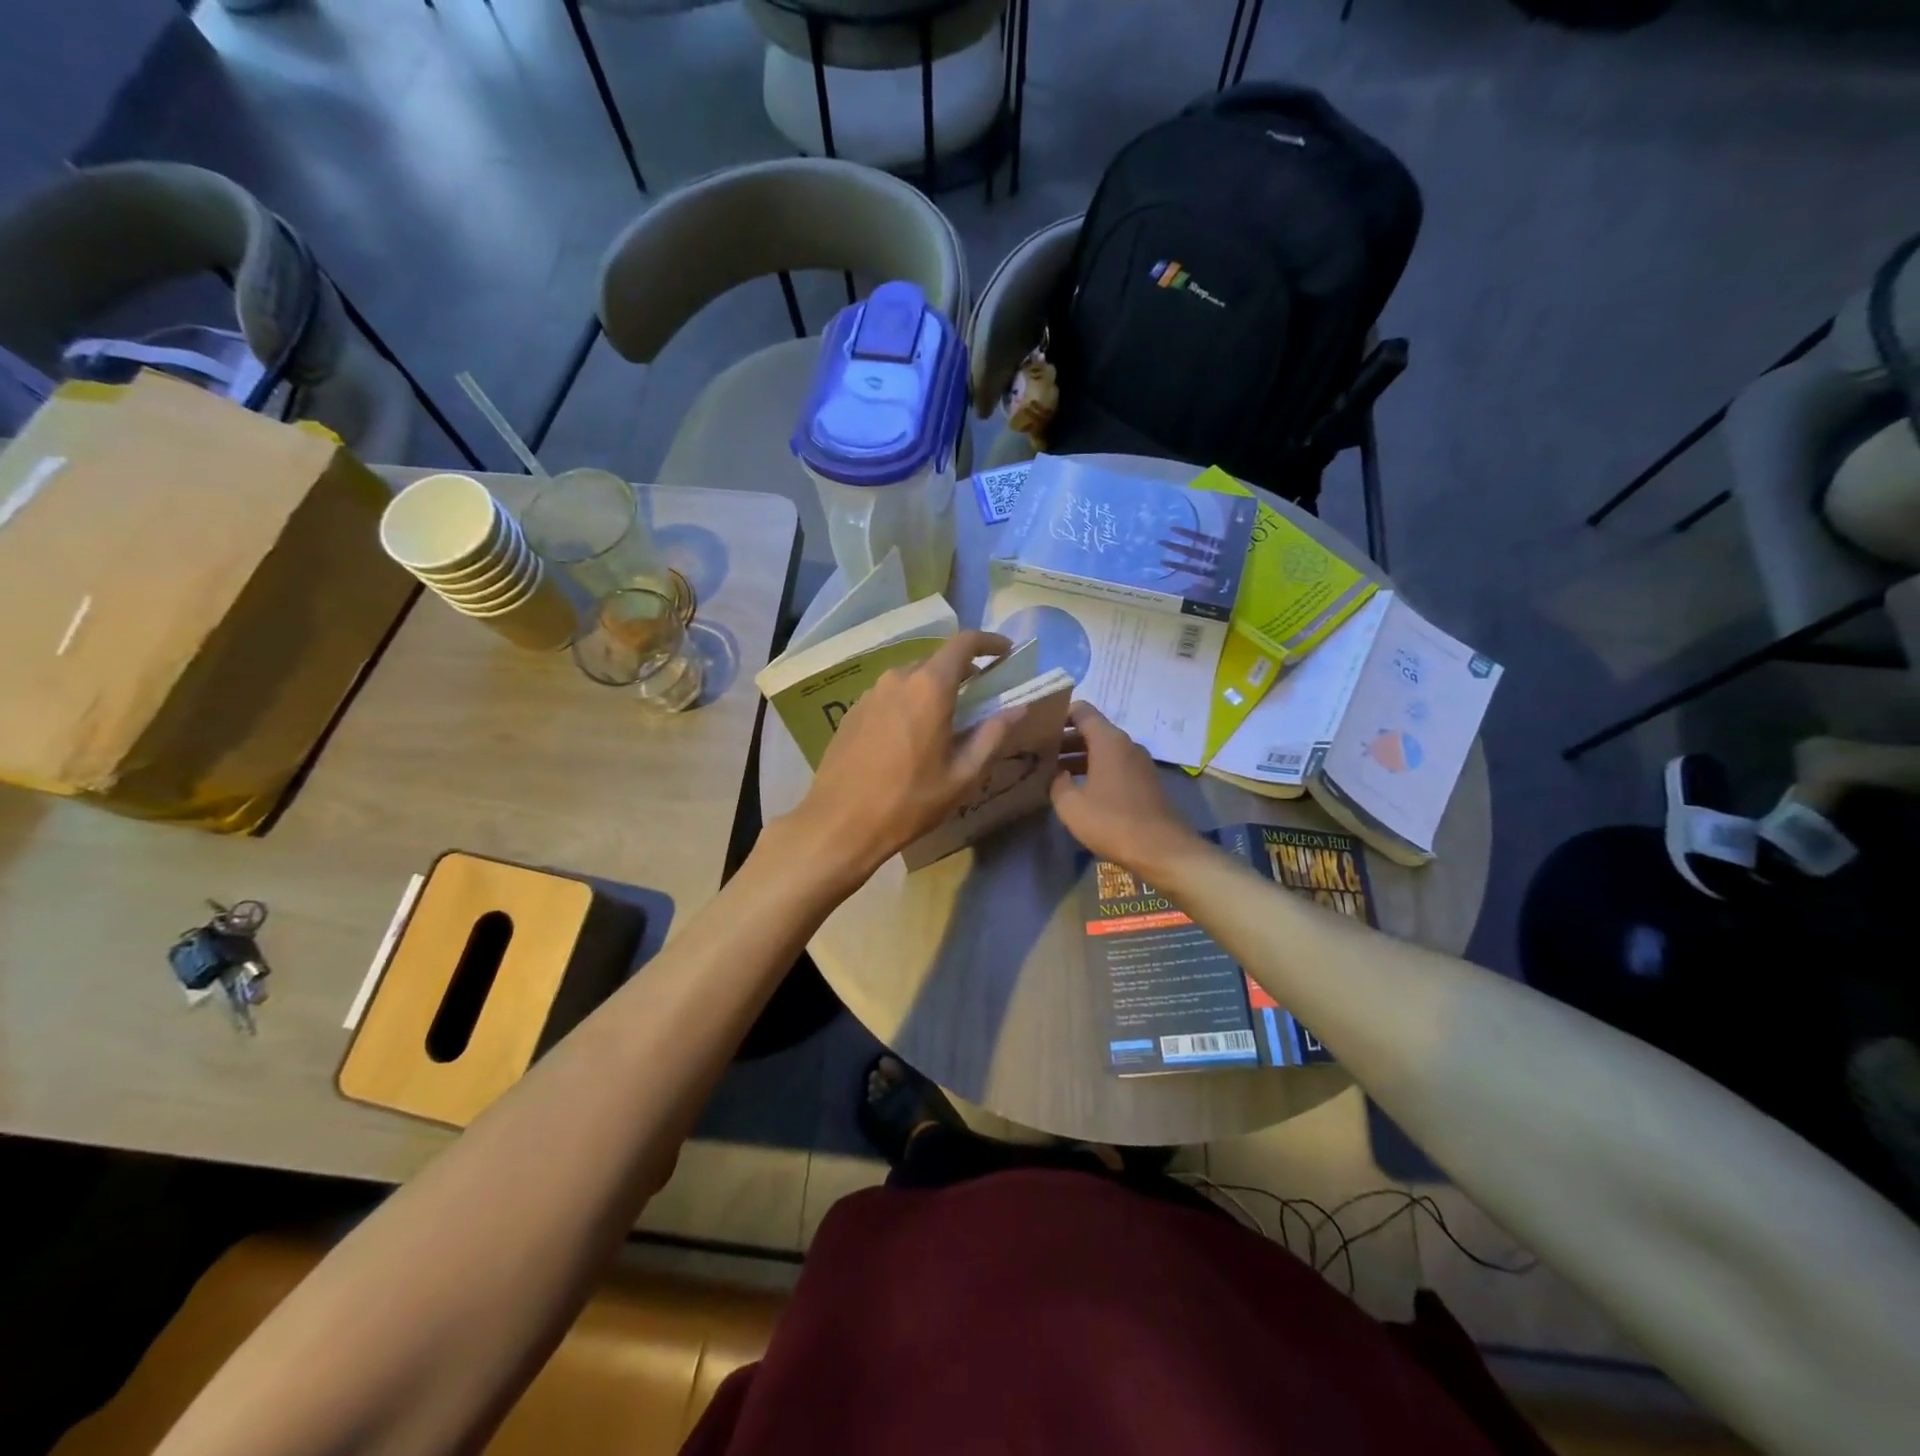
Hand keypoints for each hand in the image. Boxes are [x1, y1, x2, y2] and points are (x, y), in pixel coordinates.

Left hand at [780, 631, 1023, 883]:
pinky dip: (908, 704)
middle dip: (962, 671)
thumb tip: (1018, 708)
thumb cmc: (909, 802)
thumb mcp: (962, 776)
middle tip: (980, 696)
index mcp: (929, 687)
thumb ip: (993, 736)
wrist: (839, 823)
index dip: (989, 642)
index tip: (1005, 652)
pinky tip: (911, 736)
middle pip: (936, 660)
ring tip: (946, 720)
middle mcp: (897, 679)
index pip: (963, 643)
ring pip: (910, 678)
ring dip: (932, 689)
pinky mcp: (851, 712)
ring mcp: (870, 694)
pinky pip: (889, 696)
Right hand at [1051, 703, 1198, 880]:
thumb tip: (1058, 775)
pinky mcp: (1145, 781)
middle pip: (1092, 730)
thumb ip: (1057, 783)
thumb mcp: (1071, 805)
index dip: (1059, 714)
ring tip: (1054, 771)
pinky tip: (1079, 788)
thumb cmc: (1112, 822)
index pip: (1081, 710)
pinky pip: (1115, 765)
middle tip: (1039, 751)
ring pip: (1103, 749)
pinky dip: (1095, 769)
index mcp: (1108, 740)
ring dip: (1079, 756)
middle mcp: (1126, 744)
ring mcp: (1139, 763)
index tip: (1039, 727)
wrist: (1161, 850)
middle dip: (1065, 739)